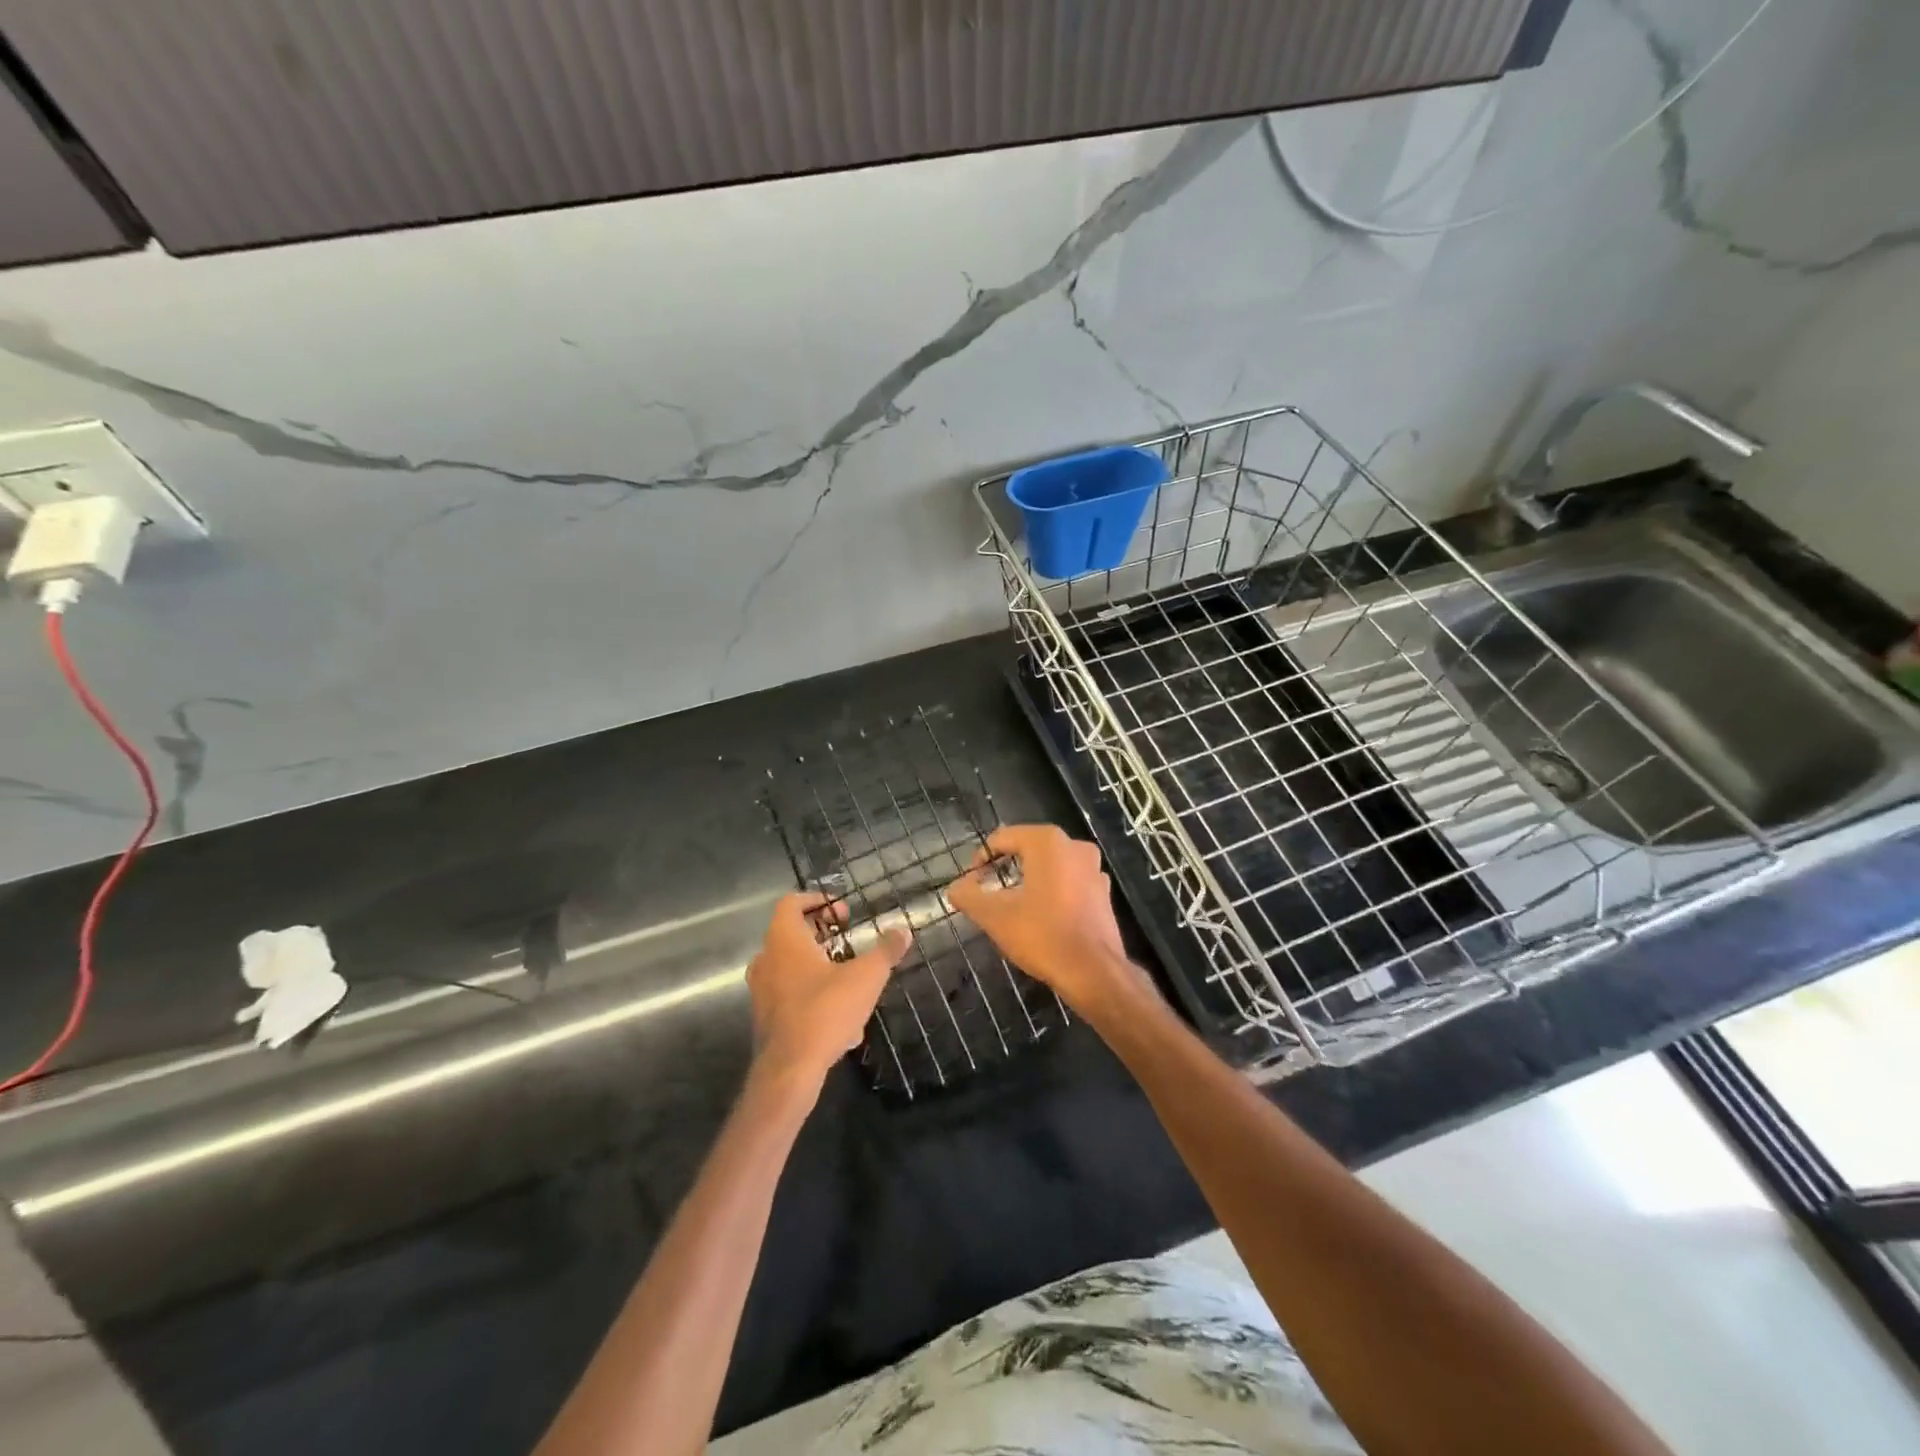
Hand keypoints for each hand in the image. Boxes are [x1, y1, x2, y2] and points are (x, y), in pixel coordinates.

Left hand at [747, 892, 908, 1089]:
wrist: (789, 1070)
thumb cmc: (826, 1011)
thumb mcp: (866, 977)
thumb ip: (886, 951)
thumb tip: (903, 931)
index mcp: (785, 940)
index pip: (791, 903)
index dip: (817, 901)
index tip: (843, 913)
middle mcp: (767, 959)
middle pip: (791, 933)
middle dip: (822, 934)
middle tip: (848, 940)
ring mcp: (762, 990)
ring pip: (791, 965)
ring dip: (818, 965)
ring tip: (849, 978)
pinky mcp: (766, 1018)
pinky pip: (790, 994)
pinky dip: (813, 994)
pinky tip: (841, 1018)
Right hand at [946, 824, 1150, 1017]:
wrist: (1093, 971)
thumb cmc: (1042, 935)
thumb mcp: (994, 916)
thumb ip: (968, 896)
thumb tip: (955, 887)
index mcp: (1047, 842)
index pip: (1003, 838)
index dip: (982, 857)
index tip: (970, 881)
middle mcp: (1074, 846)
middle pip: (1028, 848)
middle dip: (1005, 866)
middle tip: (987, 890)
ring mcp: (1093, 868)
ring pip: (1050, 865)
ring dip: (1029, 878)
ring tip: (1011, 902)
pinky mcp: (1103, 892)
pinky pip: (1069, 882)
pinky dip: (1052, 891)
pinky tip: (1041, 914)